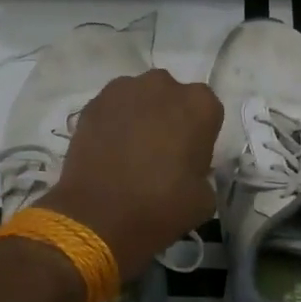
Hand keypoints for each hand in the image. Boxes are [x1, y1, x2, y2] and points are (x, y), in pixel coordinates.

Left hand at [40, 70, 221, 273]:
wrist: (99, 216)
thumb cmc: (161, 206)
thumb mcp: (204, 199)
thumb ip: (202, 173)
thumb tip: (188, 172)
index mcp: (200, 104)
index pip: (207, 112)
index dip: (199, 135)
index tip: (189, 157)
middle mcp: (164, 86)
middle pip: (172, 98)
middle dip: (169, 118)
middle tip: (160, 153)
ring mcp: (124, 89)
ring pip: (140, 98)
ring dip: (140, 116)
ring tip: (130, 151)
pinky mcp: (93, 103)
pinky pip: (112, 109)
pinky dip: (113, 123)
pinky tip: (108, 151)